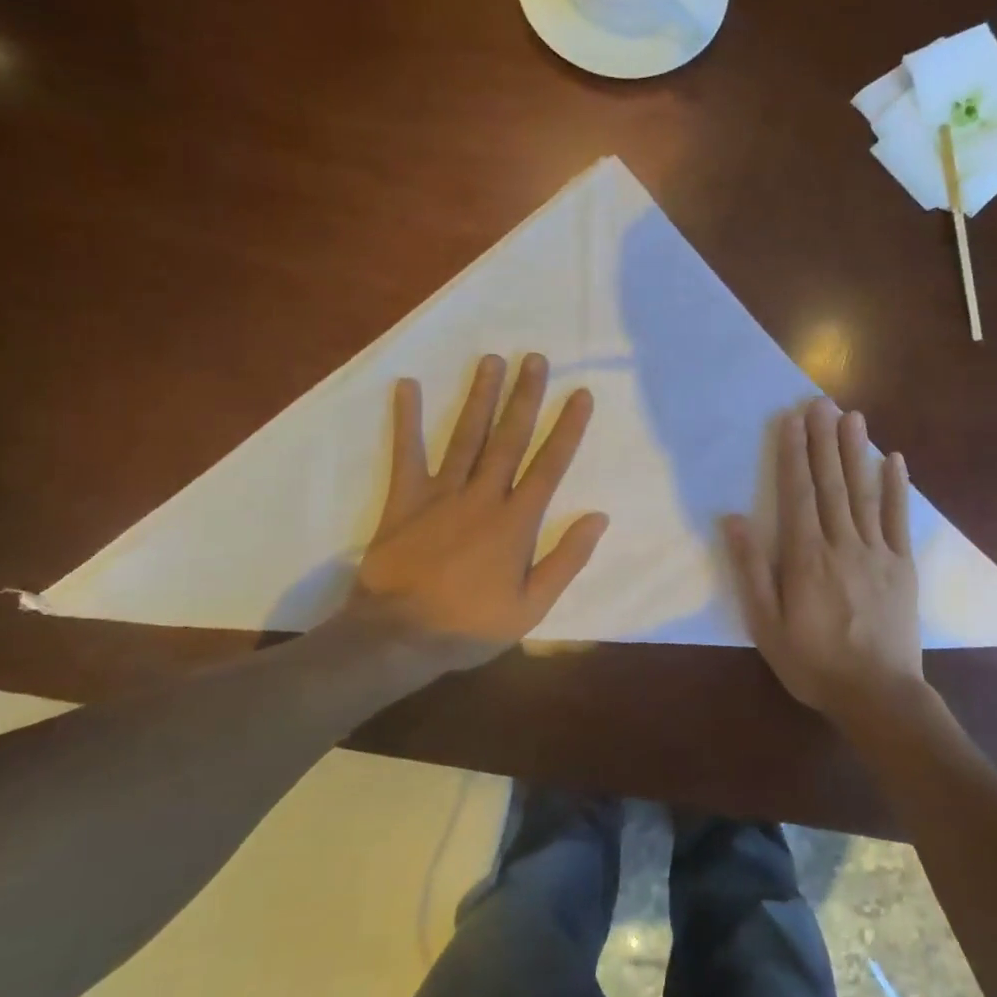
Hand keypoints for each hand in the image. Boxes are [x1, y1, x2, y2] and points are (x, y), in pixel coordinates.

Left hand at [351, 353, 608, 671]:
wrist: (397, 638)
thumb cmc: (470, 626)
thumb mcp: (532, 606)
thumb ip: (566, 559)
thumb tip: (598, 517)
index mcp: (516, 522)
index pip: (549, 465)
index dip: (567, 428)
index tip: (580, 394)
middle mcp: (482, 497)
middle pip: (509, 439)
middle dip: (525, 397)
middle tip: (535, 358)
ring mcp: (441, 495)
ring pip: (466, 437)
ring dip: (480, 397)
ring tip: (491, 360)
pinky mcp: (404, 500)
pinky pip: (406, 454)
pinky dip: (407, 420)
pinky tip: (408, 386)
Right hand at [724, 398, 926, 722]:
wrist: (878, 695)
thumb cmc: (813, 663)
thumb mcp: (766, 624)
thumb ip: (751, 570)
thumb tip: (734, 519)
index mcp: (805, 557)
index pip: (797, 493)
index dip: (793, 454)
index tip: (791, 420)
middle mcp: (841, 543)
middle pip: (830, 483)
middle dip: (823, 440)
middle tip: (820, 402)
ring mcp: (876, 552)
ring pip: (863, 492)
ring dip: (856, 452)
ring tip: (852, 416)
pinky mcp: (902, 566)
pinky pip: (898, 519)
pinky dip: (896, 488)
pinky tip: (894, 460)